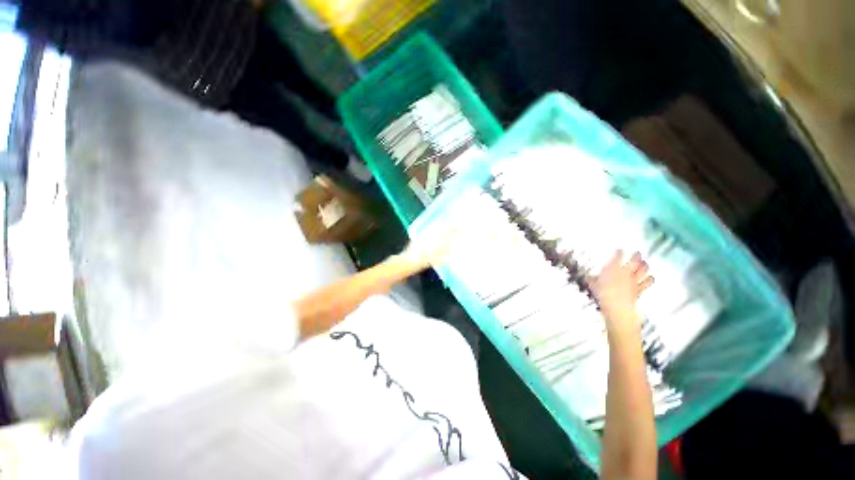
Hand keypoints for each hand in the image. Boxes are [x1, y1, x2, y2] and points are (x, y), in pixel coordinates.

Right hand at [591, 251, 653, 332]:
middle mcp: (625, 271)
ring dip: (644, 266)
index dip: (619, 252)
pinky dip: (649, 280)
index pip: (618, 256)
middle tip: (637, 253)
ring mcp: (634, 280)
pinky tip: (651, 278)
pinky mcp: (639, 289)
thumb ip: (593, 280)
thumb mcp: (593, 285)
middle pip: (634, 260)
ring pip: (643, 270)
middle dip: (636, 256)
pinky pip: (647, 282)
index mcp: (613, 267)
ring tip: (645, 263)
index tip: (619, 250)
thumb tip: (589, 279)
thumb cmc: (603, 293)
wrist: (616, 304)